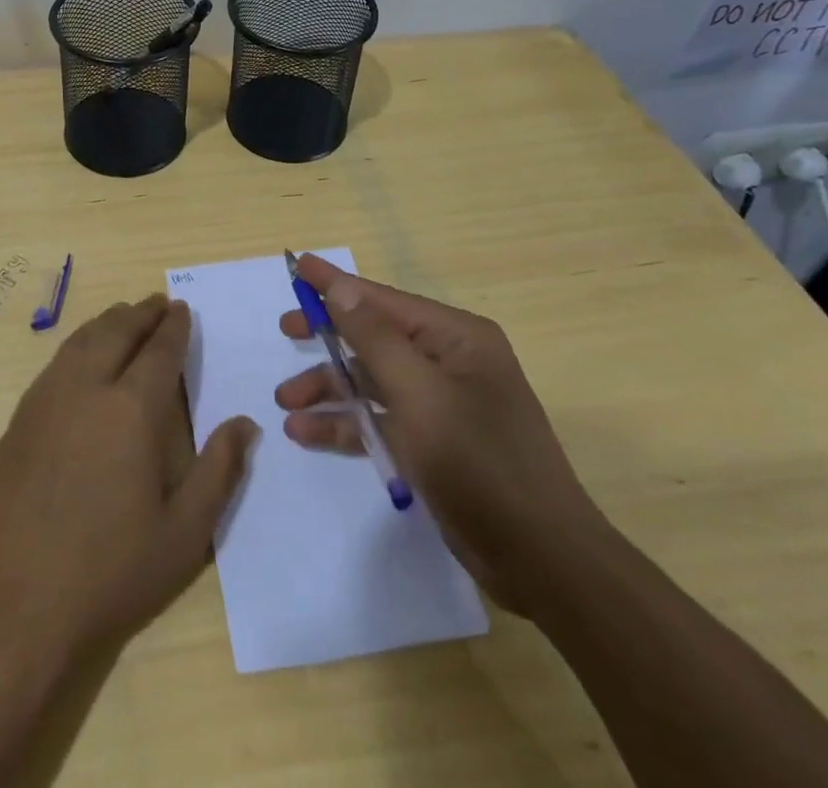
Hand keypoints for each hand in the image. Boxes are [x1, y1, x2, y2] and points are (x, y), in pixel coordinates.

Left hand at [0, 296, 256, 661]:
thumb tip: (245, 424)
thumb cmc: (109, 572)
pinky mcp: (20, 419)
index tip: (183, 309)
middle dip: (141, 312)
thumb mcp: (183, 535)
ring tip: (125, 317)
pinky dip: (79, 344)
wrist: (13, 603)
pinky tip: (83, 357)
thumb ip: (219, 472)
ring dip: (109, 322)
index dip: (173, 327)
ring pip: (82, 340)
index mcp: (132, 409)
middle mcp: (87, 388)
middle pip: (117, 331)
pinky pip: (56, 362)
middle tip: (158, 303)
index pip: (159, 351)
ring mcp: (46, 400)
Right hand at [274, 255, 607, 613]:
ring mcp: (442, 404)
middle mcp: (449, 362)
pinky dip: (346, 423)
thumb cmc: (480, 463)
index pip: (384, 300)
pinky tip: (307, 432)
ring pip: (372, 381)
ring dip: (330, 388)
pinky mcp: (434, 443)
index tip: (296, 266)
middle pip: (375, 338)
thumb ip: (374, 339)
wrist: (542, 561)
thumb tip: (342, 288)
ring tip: (286, 402)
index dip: (337, 284)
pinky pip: (380, 419)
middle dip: (329, 339)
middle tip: (285, 332)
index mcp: (457, 338)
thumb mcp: (419, 395)